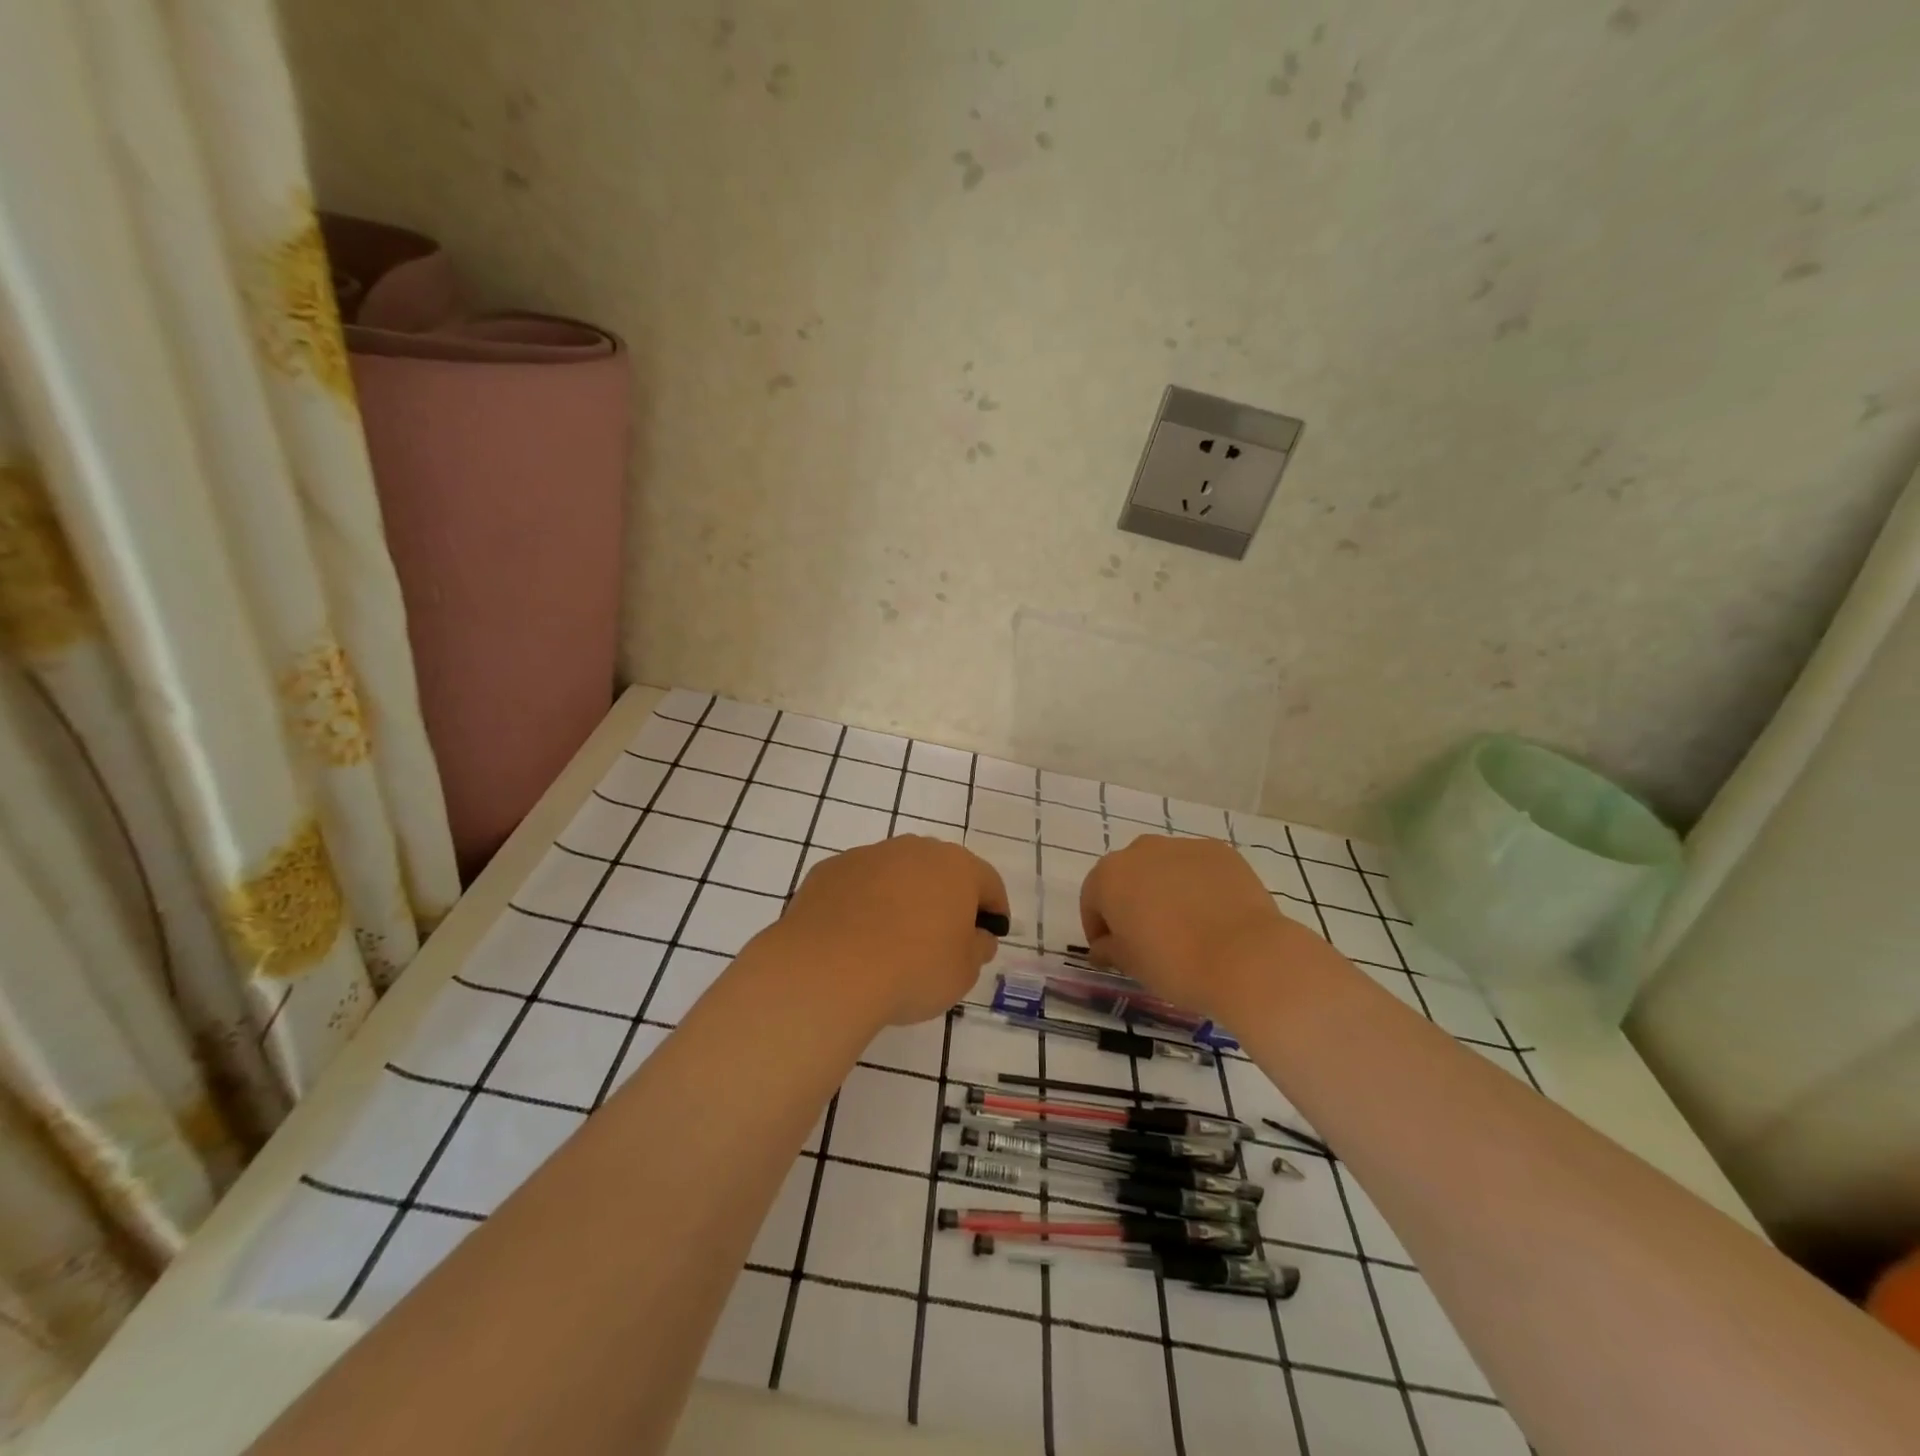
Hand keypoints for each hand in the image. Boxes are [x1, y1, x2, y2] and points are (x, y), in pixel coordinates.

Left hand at [773, 836, 1007, 1026]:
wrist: (829, 969)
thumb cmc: (913, 969)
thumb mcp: (964, 971)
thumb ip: (977, 948)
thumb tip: (977, 936)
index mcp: (956, 867)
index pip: (988, 882)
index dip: (995, 909)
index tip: (991, 933)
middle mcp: (913, 849)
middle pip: (940, 870)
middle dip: (946, 898)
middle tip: (944, 936)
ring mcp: (868, 855)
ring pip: (896, 874)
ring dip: (902, 898)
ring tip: (894, 939)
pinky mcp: (830, 870)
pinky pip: (858, 886)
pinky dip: (863, 905)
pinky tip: (856, 938)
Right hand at [1081, 835, 1320, 1020]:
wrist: (1246, 958)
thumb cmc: (1174, 964)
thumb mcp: (1131, 965)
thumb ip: (1109, 949)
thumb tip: (1103, 946)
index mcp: (1110, 876)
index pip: (1092, 899)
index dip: (1098, 926)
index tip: (1110, 951)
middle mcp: (1141, 850)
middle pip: (1128, 875)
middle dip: (1131, 900)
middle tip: (1147, 935)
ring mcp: (1183, 846)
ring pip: (1163, 867)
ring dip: (1164, 889)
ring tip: (1185, 924)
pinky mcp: (1219, 851)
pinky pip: (1198, 867)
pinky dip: (1198, 885)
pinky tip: (1213, 914)